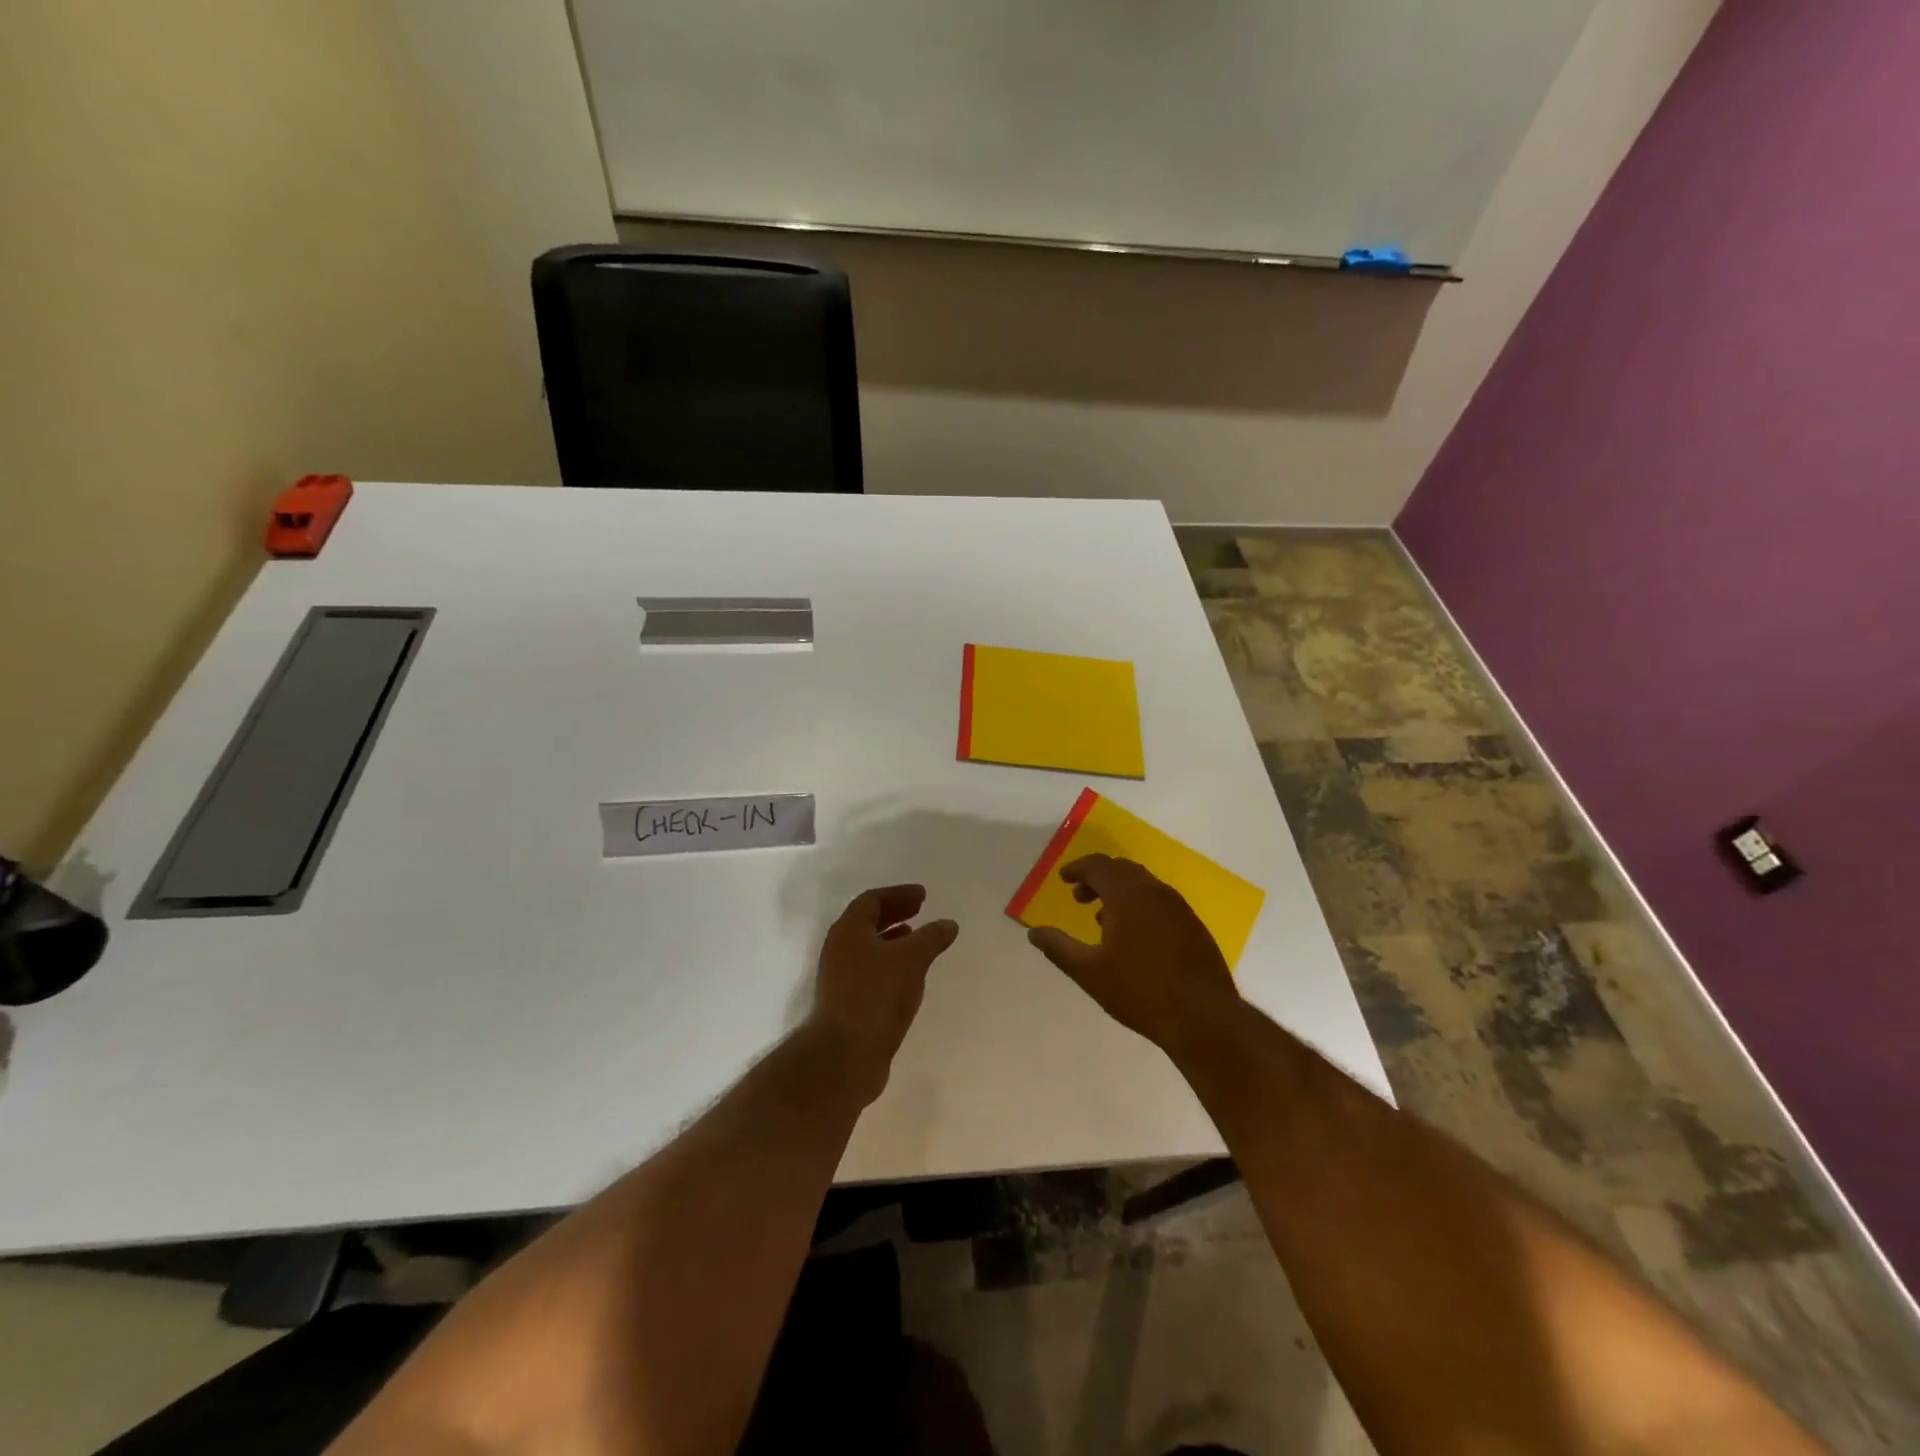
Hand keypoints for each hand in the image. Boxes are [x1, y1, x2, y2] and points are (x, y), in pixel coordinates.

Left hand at [811, 885, 958, 1103]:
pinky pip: (871, 972)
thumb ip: (931, 938)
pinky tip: (910, 977)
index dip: (898, 894)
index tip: (923, 896)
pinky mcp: (847, 1003)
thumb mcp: (911, 960)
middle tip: (921, 911)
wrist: (844, 1056)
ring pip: (869, 948)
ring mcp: (840, 978)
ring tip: (918, 941)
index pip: (872, 900)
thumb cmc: (876, 996)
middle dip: (895, 913)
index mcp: (849, 930)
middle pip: (867, 922)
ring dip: (893, 939)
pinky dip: (891, 965)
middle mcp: (840, 949)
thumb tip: (948, 924)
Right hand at [1027, 855, 1241, 1054]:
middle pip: (1122, 870)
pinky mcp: (1193, 925)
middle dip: (1097, 878)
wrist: (1204, 1017)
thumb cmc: (1140, 992)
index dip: (1078, 869)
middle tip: (1079, 897)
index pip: (1098, 866)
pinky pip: (1159, 901)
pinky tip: (1134, 937)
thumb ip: (1058, 948)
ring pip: (1143, 885)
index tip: (1063, 879)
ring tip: (1102, 918)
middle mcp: (1155, 891)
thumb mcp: (1089, 973)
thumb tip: (1034, 933)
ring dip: (1119, 892)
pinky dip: (1139, 905)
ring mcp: (1179, 907)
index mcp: (1128, 895)